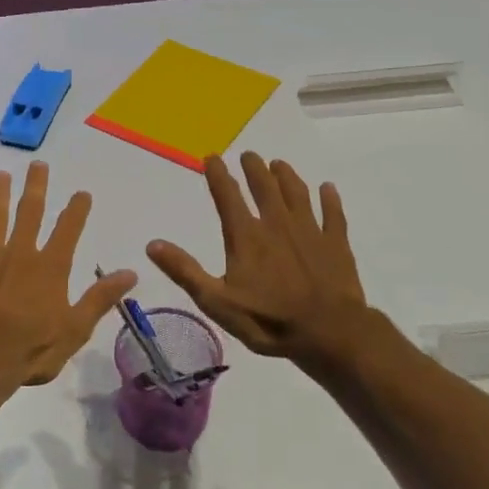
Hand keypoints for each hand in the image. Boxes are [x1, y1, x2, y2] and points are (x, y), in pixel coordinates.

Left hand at [0, 162, 135, 388]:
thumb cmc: (33, 350)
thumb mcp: (76, 329)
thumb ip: (100, 298)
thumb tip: (131, 272)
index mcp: (50, 267)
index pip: (68, 230)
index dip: (77, 210)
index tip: (82, 192)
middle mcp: (20, 254)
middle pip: (30, 213)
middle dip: (36, 188)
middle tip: (38, 165)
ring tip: (1, 174)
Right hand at [148, 152, 378, 372]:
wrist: (328, 333)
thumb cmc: (268, 320)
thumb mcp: (216, 301)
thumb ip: (185, 271)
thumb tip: (152, 244)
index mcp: (246, 236)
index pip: (227, 196)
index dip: (218, 175)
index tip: (211, 157)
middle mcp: (277, 224)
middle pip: (265, 188)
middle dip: (255, 169)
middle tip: (249, 155)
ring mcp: (310, 231)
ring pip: (297, 194)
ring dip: (287, 177)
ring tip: (279, 164)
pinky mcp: (336, 244)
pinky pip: (333, 214)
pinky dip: (330, 199)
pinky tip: (328, 188)